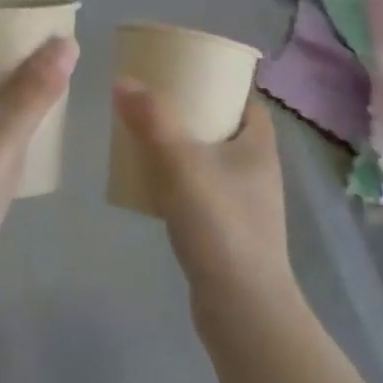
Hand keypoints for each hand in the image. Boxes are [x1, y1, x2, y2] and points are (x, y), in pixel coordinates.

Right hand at [112, 83, 295, 309]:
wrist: (242, 312)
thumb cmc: (220, 226)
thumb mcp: (181, 163)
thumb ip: (152, 120)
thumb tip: (123, 79)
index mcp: (258, 144)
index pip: (244, 97)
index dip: (217, 80)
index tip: (183, 70)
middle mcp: (257, 169)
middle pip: (224, 124)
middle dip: (192, 110)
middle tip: (154, 100)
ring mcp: (245, 203)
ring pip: (211, 158)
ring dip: (183, 145)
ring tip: (146, 135)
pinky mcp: (229, 232)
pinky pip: (202, 190)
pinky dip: (179, 179)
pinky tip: (152, 183)